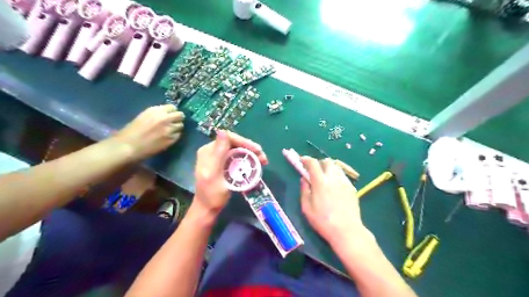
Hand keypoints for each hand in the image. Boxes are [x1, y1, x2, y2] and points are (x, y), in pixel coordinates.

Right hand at [115, 105, 184, 160]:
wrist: (128, 147)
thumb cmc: (131, 132)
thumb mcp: (144, 117)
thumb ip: (157, 115)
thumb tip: (167, 115)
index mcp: (155, 111)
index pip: (172, 107)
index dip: (172, 112)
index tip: (170, 115)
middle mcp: (165, 118)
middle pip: (180, 115)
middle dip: (178, 118)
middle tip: (174, 123)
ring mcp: (170, 129)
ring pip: (181, 125)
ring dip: (177, 128)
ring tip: (169, 131)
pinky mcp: (171, 139)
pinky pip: (178, 135)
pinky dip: (175, 136)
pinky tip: (167, 138)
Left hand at [192, 131, 265, 218]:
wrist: (208, 209)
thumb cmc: (211, 194)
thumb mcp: (214, 174)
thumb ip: (218, 153)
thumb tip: (222, 131)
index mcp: (208, 150)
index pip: (228, 138)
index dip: (244, 141)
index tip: (257, 150)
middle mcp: (213, 151)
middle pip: (235, 143)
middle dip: (250, 148)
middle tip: (263, 157)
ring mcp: (219, 158)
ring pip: (238, 150)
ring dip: (251, 154)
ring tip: (263, 161)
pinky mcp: (224, 164)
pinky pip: (238, 157)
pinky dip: (248, 160)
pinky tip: (256, 164)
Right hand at [302, 157, 364, 244]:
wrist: (347, 231)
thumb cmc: (323, 221)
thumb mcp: (307, 208)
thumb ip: (304, 190)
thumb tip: (304, 179)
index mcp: (321, 182)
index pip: (313, 163)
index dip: (306, 159)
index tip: (302, 160)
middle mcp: (334, 178)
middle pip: (327, 161)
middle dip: (319, 163)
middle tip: (314, 171)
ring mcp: (345, 182)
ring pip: (336, 167)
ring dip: (328, 169)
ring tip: (325, 179)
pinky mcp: (352, 188)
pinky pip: (343, 176)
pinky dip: (336, 176)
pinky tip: (334, 187)